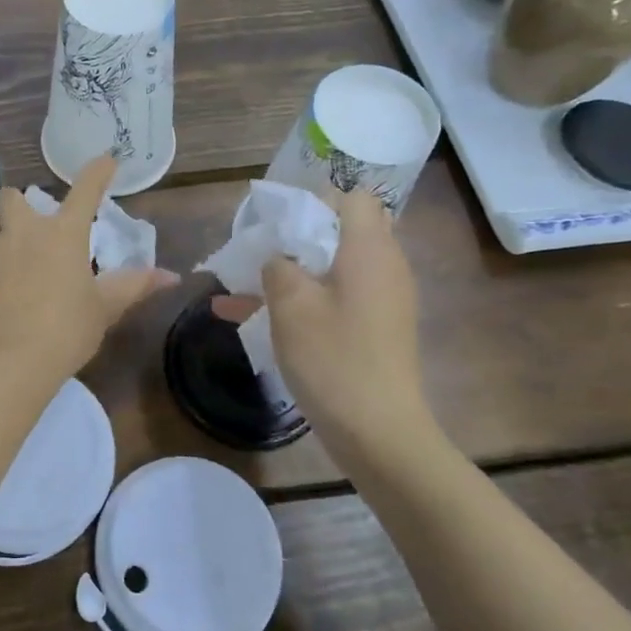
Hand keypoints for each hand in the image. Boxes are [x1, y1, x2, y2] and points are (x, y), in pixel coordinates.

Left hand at [0, 155, 177, 382]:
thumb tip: (171, 276)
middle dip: (18, 205)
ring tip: (10, 293)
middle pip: (13, 199)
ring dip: (3, 257)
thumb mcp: (104, 309)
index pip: (85, 191)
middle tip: (28, 230)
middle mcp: (22, 232)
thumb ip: (134, 286)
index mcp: (63, 235)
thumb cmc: (66, 332)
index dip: (97, 173)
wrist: (7, 361)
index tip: (106, 160)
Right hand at [214, 188, 435, 444]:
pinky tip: (254, 317)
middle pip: (344, 231)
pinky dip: (304, 300)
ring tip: (245, 284)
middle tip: (263, 249)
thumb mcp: (290, 304)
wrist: (378, 432)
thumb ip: (278, 266)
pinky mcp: (377, 329)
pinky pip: (338, 298)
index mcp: (369, 249)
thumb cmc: (333, 357)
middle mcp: (385, 266)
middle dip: (299, 235)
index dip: (315, 200)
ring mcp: (384, 300)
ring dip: (294, 271)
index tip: (278, 220)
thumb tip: (278, 258)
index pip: (353, 197)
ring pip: (335, 268)